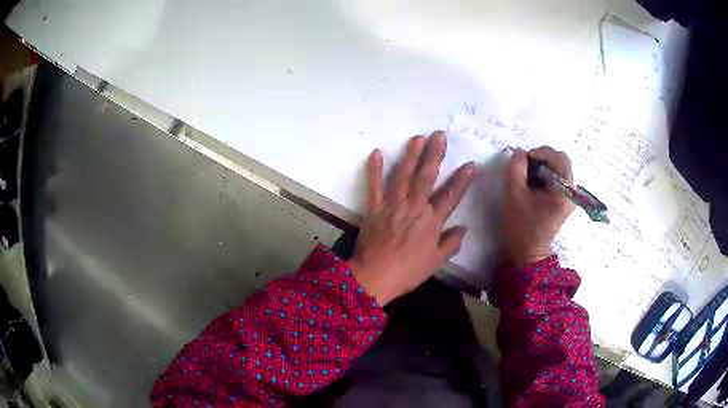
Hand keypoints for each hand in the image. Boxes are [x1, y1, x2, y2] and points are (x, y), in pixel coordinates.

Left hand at [349, 132, 475, 305]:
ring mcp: (392, 205)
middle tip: (439, 135)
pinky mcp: (374, 207)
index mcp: (431, 221)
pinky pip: (373, 185)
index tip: (471, 164)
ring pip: (403, 175)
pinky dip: (374, 169)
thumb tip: (463, 228)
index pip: (451, 196)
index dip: (462, 180)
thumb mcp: (435, 262)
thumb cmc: (408, 271)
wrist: (375, 276)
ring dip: (410, 155)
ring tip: (417, 137)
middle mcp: (414, 207)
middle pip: (426, 176)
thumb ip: (451, 243)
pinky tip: (376, 152)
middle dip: (434, 154)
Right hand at [503, 146, 574, 265]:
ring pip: (558, 168)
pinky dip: (544, 174)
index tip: (523, 159)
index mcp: (565, 191)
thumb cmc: (522, 225)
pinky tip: (533, 183)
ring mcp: (569, 195)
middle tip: (526, 165)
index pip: (558, 158)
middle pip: (561, 161)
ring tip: (528, 175)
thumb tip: (519, 152)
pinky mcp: (564, 199)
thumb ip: (516, 168)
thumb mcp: (514, 194)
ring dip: (543, 166)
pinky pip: (557, 177)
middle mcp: (572, 191)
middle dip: (542, 158)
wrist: (528, 251)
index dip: (540, 152)